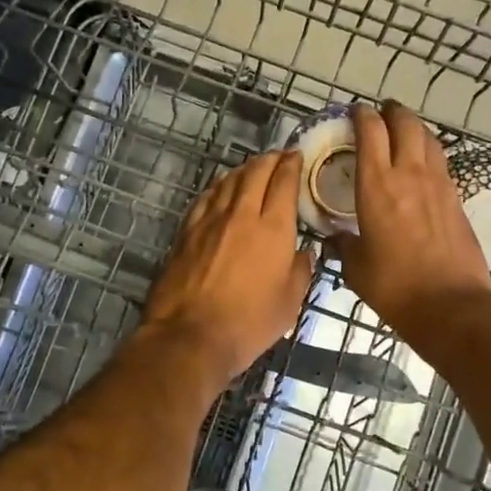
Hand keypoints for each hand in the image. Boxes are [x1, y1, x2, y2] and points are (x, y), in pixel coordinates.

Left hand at [141, 151, 314, 384]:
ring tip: (252, 168)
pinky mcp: (186, 231)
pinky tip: (221, 190)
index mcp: (273, 228)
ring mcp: (210, 220)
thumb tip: (303, 253)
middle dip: (269, 159)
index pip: (284, 182)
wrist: (190, 335)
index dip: (291, 164)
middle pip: (255, 172)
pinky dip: (218, 187)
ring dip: (243, 169)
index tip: (296, 156)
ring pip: (228, 181)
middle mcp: (241, 214)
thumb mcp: (290, 303)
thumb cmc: (249, 323)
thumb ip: (301, 271)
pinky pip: (205, 198)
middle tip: (278, 156)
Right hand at [333, 103, 490, 344]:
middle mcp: (408, 174)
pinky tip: (422, 165)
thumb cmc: (394, 286)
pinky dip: (429, 153)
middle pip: (405, 124)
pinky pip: (441, 162)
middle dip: (392, 112)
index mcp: (376, 185)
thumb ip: (344, 246)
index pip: (370, 132)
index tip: (354, 112)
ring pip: (428, 138)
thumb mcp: (357, 268)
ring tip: (403, 130)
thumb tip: (335, 240)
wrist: (450, 304)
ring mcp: (438, 184)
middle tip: (381, 112)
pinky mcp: (457, 198)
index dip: (361, 115)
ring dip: (414, 128)